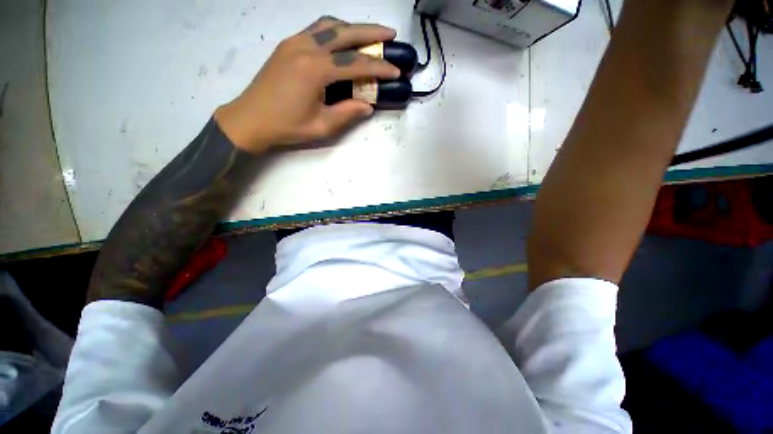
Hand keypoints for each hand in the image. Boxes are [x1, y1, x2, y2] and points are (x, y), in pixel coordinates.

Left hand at [215, 16, 400, 152]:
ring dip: (353, 27)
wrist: (250, 119)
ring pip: (330, 25)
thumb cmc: (287, 126)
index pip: (356, 63)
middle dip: (372, 33)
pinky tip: (343, 38)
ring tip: (370, 34)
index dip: (379, 67)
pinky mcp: (288, 45)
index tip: (396, 71)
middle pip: (345, 32)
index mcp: (315, 69)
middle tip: (391, 35)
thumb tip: (367, 106)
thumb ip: (347, 113)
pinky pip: (316, 29)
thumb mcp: (322, 126)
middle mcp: (306, 47)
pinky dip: (335, 30)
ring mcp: (294, 42)